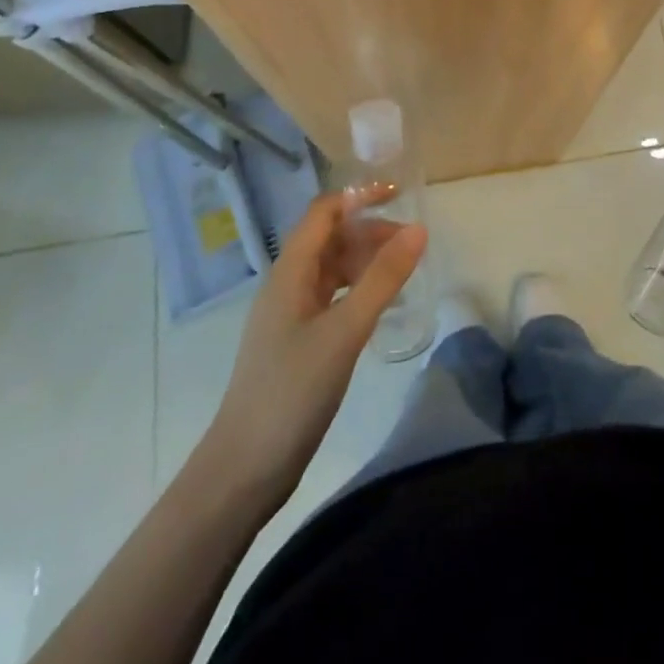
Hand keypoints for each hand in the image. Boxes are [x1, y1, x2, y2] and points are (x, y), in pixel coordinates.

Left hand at [205, 186, 425, 501]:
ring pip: (332, 269)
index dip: (360, 196)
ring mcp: (291, 315)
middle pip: (330, 238)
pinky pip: (333, 297)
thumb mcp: (345, 331)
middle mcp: (287, 285)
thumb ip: (383, 279)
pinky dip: (359, 289)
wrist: (244, 468)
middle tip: (414, 241)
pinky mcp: (298, 342)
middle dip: (370, 230)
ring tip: (405, 269)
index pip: (324, 213)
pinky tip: (382, 304)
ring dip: (366, 260)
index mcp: (290, 272)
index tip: (401, 195)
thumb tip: (419, 229)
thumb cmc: (292, 391)